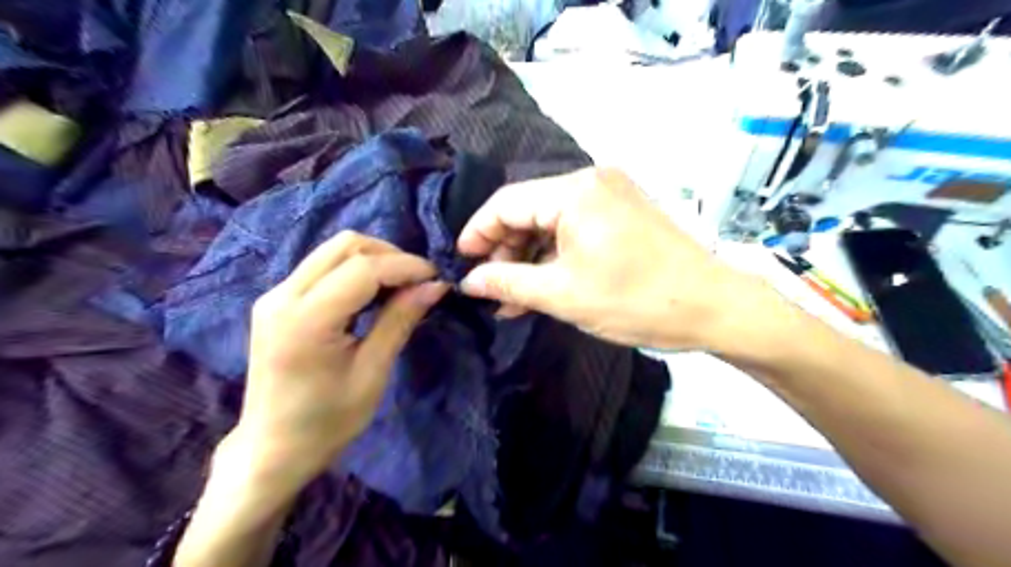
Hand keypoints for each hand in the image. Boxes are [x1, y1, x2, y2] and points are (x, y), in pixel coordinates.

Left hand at [225, 230, 452, 490]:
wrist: (271, 449)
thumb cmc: (327, 422)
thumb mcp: (372, 372)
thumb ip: (400, 320)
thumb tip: (435, 285)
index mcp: (305, 319)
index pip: (363, 267)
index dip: (405, 266)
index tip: (436, 277)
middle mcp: (283, 296)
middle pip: (345, 245)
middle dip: (390, 255)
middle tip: (418, 282)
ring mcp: (275, 295)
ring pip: (333, 251)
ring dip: (373, 259)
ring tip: (400, 287)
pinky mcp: (276, 301)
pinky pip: (322, 267)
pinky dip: (355, 270)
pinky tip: (373, 294)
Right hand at [457, 167, 766, 350]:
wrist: (712, 307)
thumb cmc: (634, 300)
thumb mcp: (562, 294)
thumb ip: (507, 283)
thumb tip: (468, 280)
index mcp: (574, 191)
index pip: (506, 203)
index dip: (477, 233)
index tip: (458, 262)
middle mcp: (591, 181)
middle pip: (528, 210)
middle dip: (504, 251)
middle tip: (488, 288)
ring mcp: (610, 196)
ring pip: (550, 223)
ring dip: (528, 259)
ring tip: (510, 298)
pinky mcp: (622, 215)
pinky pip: (574, 230)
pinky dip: (554, 257)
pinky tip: (539, 286)